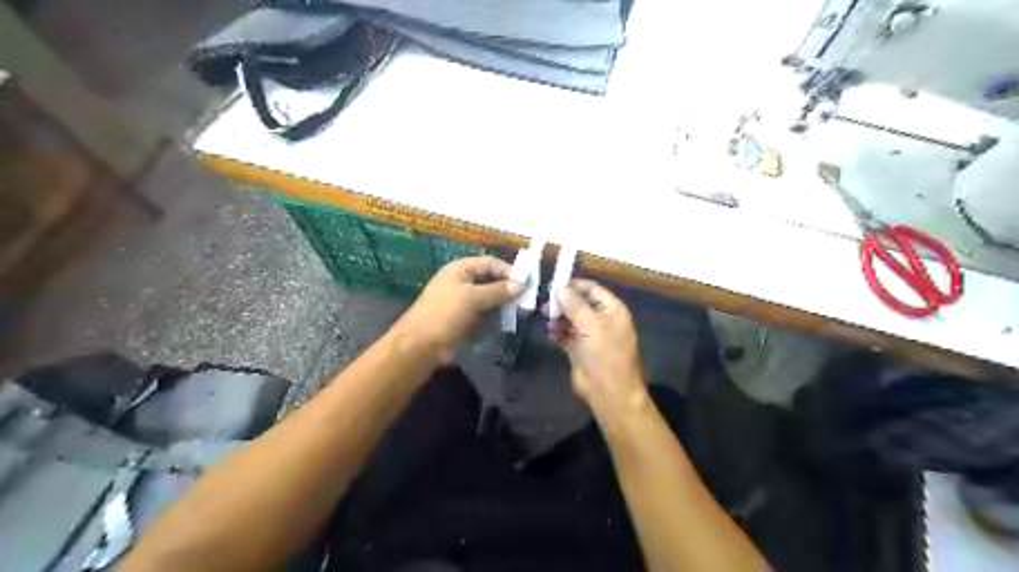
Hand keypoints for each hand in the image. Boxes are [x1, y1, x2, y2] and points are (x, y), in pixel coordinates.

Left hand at [393, 260, 525, 361]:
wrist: (421, 346)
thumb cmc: (444, 314)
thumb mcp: (472, 298)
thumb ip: (497, 291)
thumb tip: (520, 285)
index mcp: (460, 270)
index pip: (490, 263)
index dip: (508, 271)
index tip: (526, 282)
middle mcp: (464, 283)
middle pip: (492, 280)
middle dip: (509, 289)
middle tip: (528, 300)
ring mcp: (465, 302)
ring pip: (491, 298)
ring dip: (506, 304)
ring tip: (524, 312)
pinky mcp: (467, 320)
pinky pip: (487, 314)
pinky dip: (498, 316)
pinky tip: (510, 321)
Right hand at [549, 280, 642, 420]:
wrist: (609, 392)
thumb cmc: (605, 355)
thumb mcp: (592, 326)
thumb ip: (575, 305)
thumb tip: (561, 289)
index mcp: (611, 309)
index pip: (592, 289)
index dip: (574, 285)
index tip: (553, 284)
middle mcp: (601, 319)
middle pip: (578, 303)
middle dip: (562, 303)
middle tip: (544, 305)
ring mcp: (589, 334)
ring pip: (570, 319)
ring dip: (557, 318)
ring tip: (546, 321)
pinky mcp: (578, 348)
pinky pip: (565, 334)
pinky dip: (556, 332)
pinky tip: (550, 334)